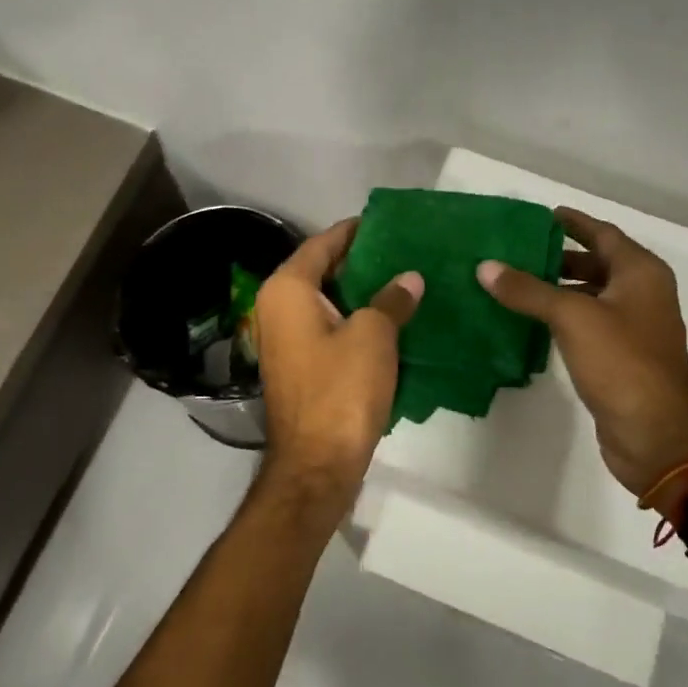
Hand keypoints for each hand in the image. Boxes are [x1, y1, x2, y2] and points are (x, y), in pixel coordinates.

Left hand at [255, 219, 423, 521]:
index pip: (323, 242)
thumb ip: (391, 299)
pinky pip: (329, 326)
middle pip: (322, 270)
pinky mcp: (300, 364)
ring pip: (328, 300)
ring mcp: (286, 338)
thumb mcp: (373, 336)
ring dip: (361, 291)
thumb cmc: (341, 390)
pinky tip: (391, 316)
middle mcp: (278, 307)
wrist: (317, 463)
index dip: (355, 231)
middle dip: (362, 260)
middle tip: (405, 250)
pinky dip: (355, 318)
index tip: (390, 223)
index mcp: (288, 290)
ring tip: (405, 278)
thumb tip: (410, 279)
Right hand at [478, 207, 687, 497]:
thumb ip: (528, 290)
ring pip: (591, 296)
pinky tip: (530, 321)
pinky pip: (587, 325)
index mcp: (641, 273)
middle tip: (517, 251)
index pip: (603, 234)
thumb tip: (486, 266)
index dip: (573, 223)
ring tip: (515, 283)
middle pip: (598, 263)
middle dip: (560, 256)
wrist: (655, 434)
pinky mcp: (620, 358)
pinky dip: (562, 317)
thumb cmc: (621, 363)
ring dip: (558, 288)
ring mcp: (633, 328)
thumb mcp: (572, 317)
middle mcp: (642, 294)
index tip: (540, 216)